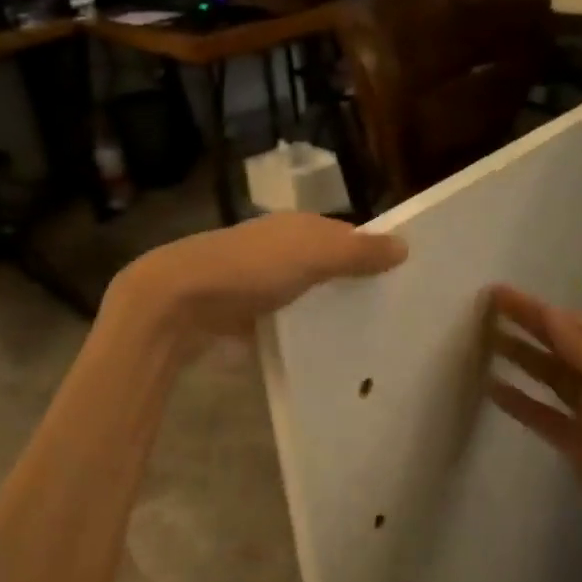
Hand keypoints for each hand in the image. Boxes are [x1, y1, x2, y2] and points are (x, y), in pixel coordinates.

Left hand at [109, 214, 407, 346]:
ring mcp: (257, 283)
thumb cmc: (250, 269)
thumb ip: (356, 251)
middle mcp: (278, 248)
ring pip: (304, 296)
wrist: (178, 302)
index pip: (345, 236)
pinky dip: (299, 334)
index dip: (372, 254)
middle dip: (351, 287)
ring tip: (364, 343)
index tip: (403, 283)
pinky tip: (320, 355)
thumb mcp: (311, 254)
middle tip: (390, 319)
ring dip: (325, 313)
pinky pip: (282, 323)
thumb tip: (404, 245)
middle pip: (325, 267)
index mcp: (297, 227)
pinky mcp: (242, 315)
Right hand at [487, 284, 581, 574]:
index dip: (534, 308)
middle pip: (559, 347)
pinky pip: (542, 413)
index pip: (570, 325)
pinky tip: (493, 391)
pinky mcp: (578, 445)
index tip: (497, 293)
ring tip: (486, 345)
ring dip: (520, 359)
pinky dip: (519, 400)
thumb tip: (550, 313)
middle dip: (525, 328)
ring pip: (549, 378)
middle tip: (484, 313)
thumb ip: (579, 345)